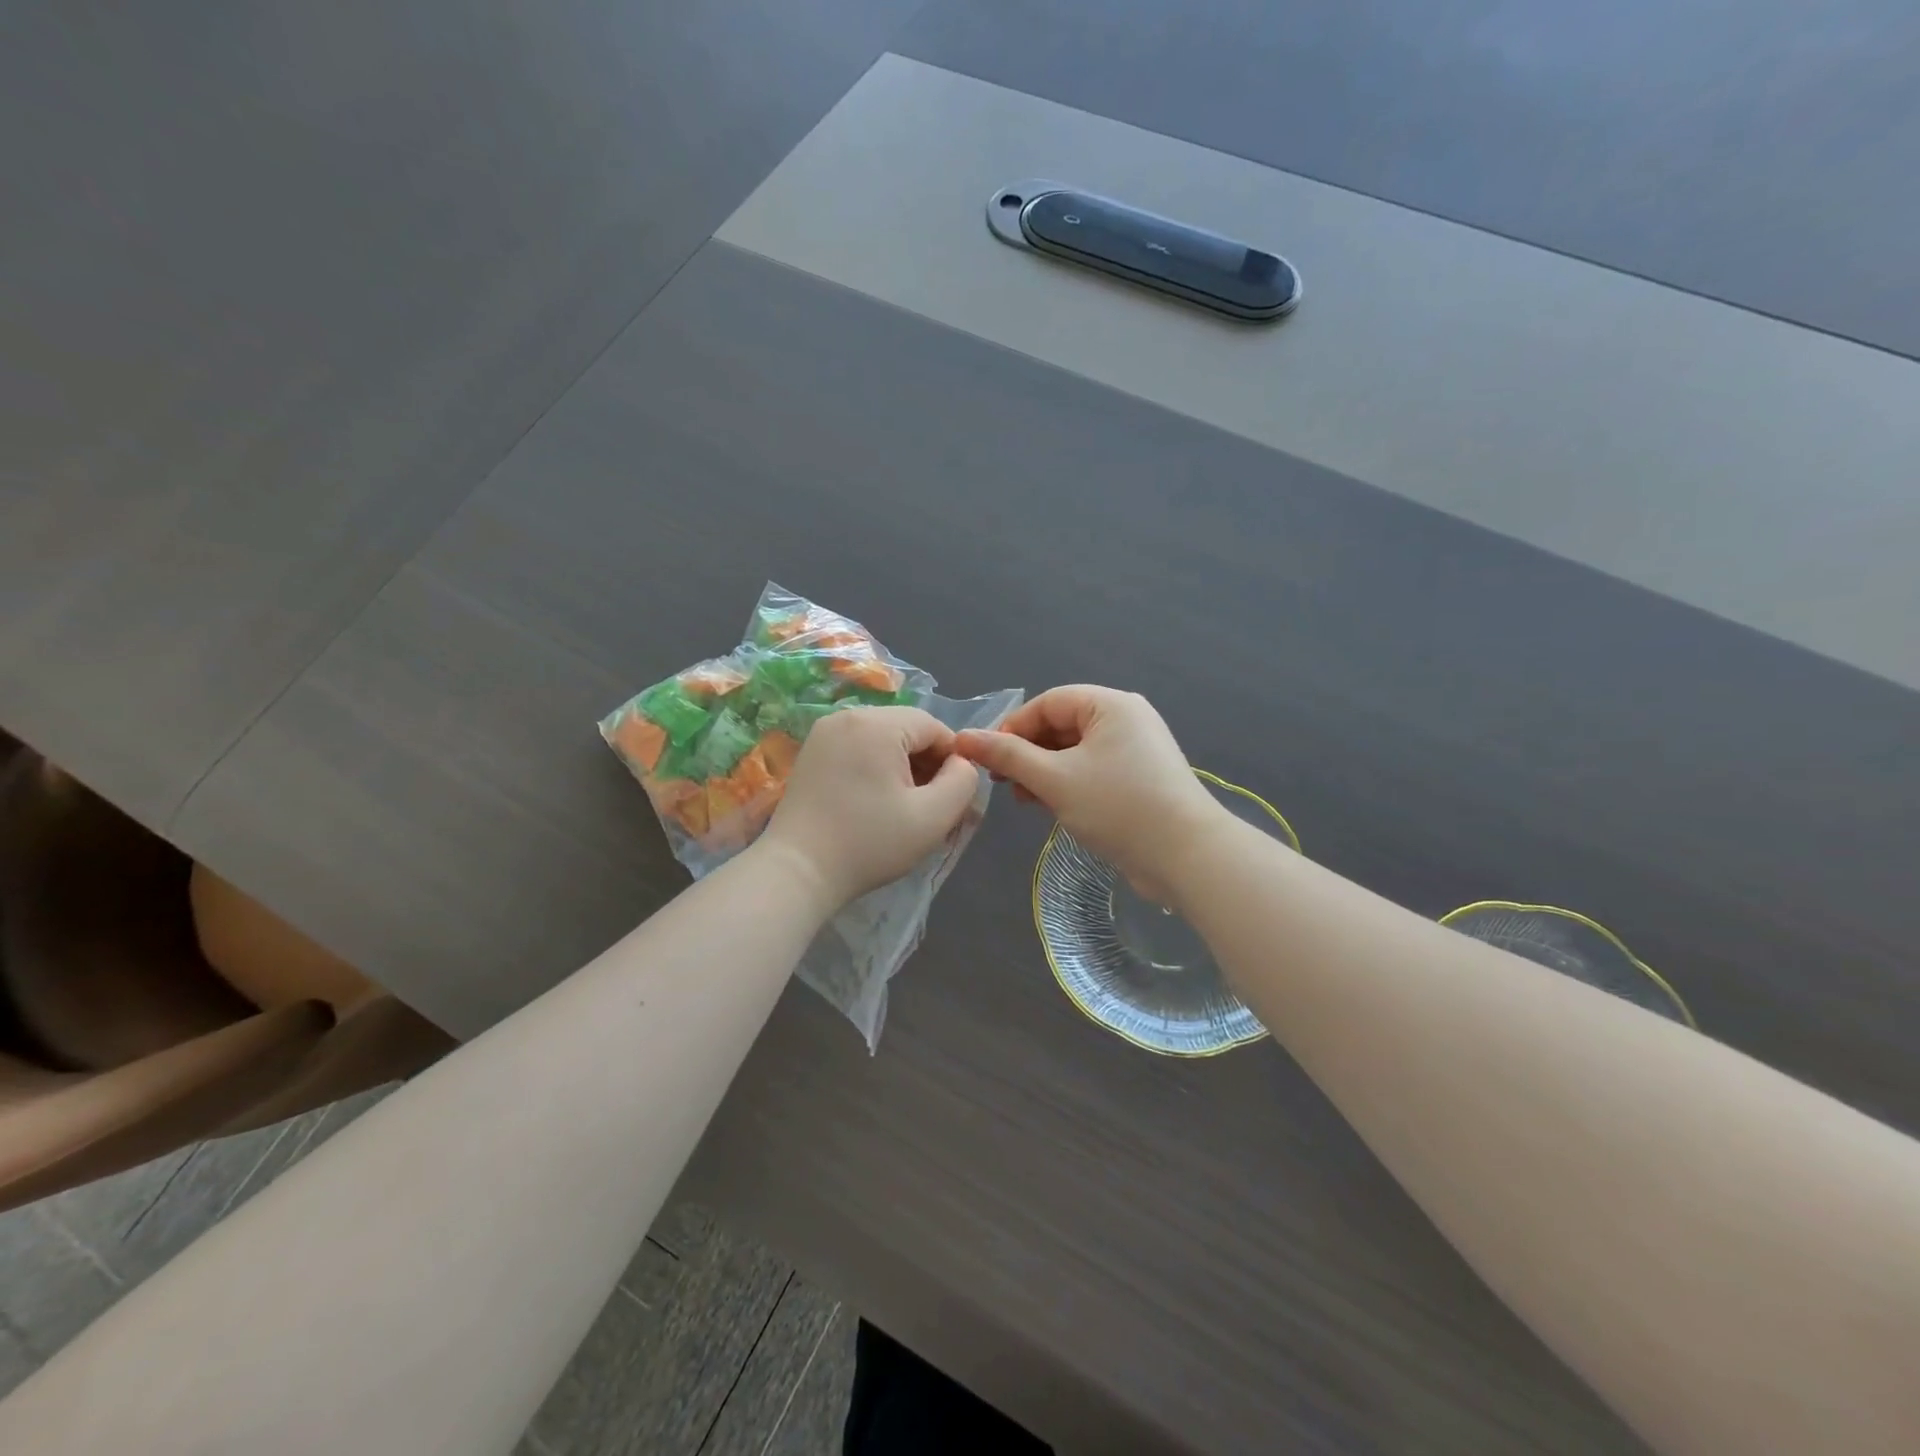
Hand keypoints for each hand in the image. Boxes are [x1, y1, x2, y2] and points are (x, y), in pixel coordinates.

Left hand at [758, 707, 983, 909]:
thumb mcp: (933, 817)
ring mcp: (824, 732)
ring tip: (902, 807)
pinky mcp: (810, 752)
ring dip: (900, 766)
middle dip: (925, 762)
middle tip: (928, 806)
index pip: (934, 726)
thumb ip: (963, 782)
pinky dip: (874, 768)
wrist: (798, 871)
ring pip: (882, 738)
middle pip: (907, 729)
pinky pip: (857, 748)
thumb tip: (962, 763)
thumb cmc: (869, 843)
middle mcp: (848, 716)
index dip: (952, 759)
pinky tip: (873, 802)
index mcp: (878, 723)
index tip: (951, 797)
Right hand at [955, 686, 1224, 905]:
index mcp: (1110, 705)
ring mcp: (1136, 749)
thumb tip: (963, 738)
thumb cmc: (1118, 807)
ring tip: (1020, 798)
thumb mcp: (1054, 780)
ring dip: (1043, 770)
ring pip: (1075, 750)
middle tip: (1000, 782)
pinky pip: (1093, 770)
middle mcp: (1126, 719)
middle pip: (1062, 725)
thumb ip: (1008, 756)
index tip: (986, 758)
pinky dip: (1067, 782)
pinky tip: (1048, 805)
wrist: (1187, 857)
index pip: (1048, 702)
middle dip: (1027, 752)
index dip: (1012, 727)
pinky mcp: (1140, 778)